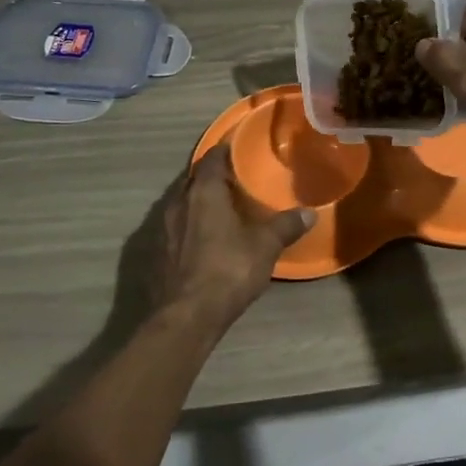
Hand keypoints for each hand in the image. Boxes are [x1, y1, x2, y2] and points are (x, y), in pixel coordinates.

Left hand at [153, 143, 314, 329]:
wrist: (185, 317)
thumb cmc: (228, 270)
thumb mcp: (265, 247)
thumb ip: (286, 226)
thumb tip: (310, 213)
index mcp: (203, 192)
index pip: (211, 158)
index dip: (224, 151)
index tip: (238, 149)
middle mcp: (177, 203)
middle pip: (194, 179)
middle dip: (212, 176)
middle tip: (234, 179)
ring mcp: (161, 228)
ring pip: (181, 203)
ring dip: (198, 201)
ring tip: (221, 207)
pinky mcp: (155, 252)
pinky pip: (174, 227)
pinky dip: (189, 224)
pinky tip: (203, 237)